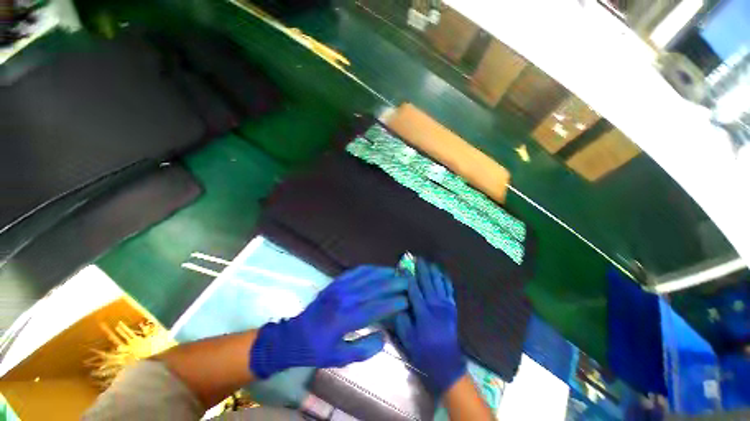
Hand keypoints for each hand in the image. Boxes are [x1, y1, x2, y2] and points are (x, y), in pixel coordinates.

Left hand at [250, 265, 408, 378]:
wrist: (294, 335)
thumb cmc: (317, 349)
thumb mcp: (339, 358)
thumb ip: (364, 349)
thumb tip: (383, 336)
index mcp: (345, 319)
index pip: (375, 308)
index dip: (393, 303)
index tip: (407, 300)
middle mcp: (344, 299)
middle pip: (374, 287)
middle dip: (393, 284)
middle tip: (408, 281)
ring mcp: (339, 287)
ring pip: (366, 276)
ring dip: (383, 273)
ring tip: (397, 272)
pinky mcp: (335, 282)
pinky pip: (355, 271)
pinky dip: (369, 269)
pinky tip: (378, 269)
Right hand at [394, 258, 464, 395]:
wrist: (447, 364)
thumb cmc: (424, 353)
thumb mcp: (408, 340)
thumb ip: (402, 320)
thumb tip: (399, 303)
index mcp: (423, 313)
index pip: (414, 290)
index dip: (407, 277)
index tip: (403, 267)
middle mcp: (435, 306)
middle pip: (427, 283)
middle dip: (422, 269)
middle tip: (418, 258)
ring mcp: (446, 306)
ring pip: (439, 284)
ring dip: (434, 272)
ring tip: (429, 262)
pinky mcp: (452, 308)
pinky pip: (449, 290)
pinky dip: (446, 281)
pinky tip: (443, 274)